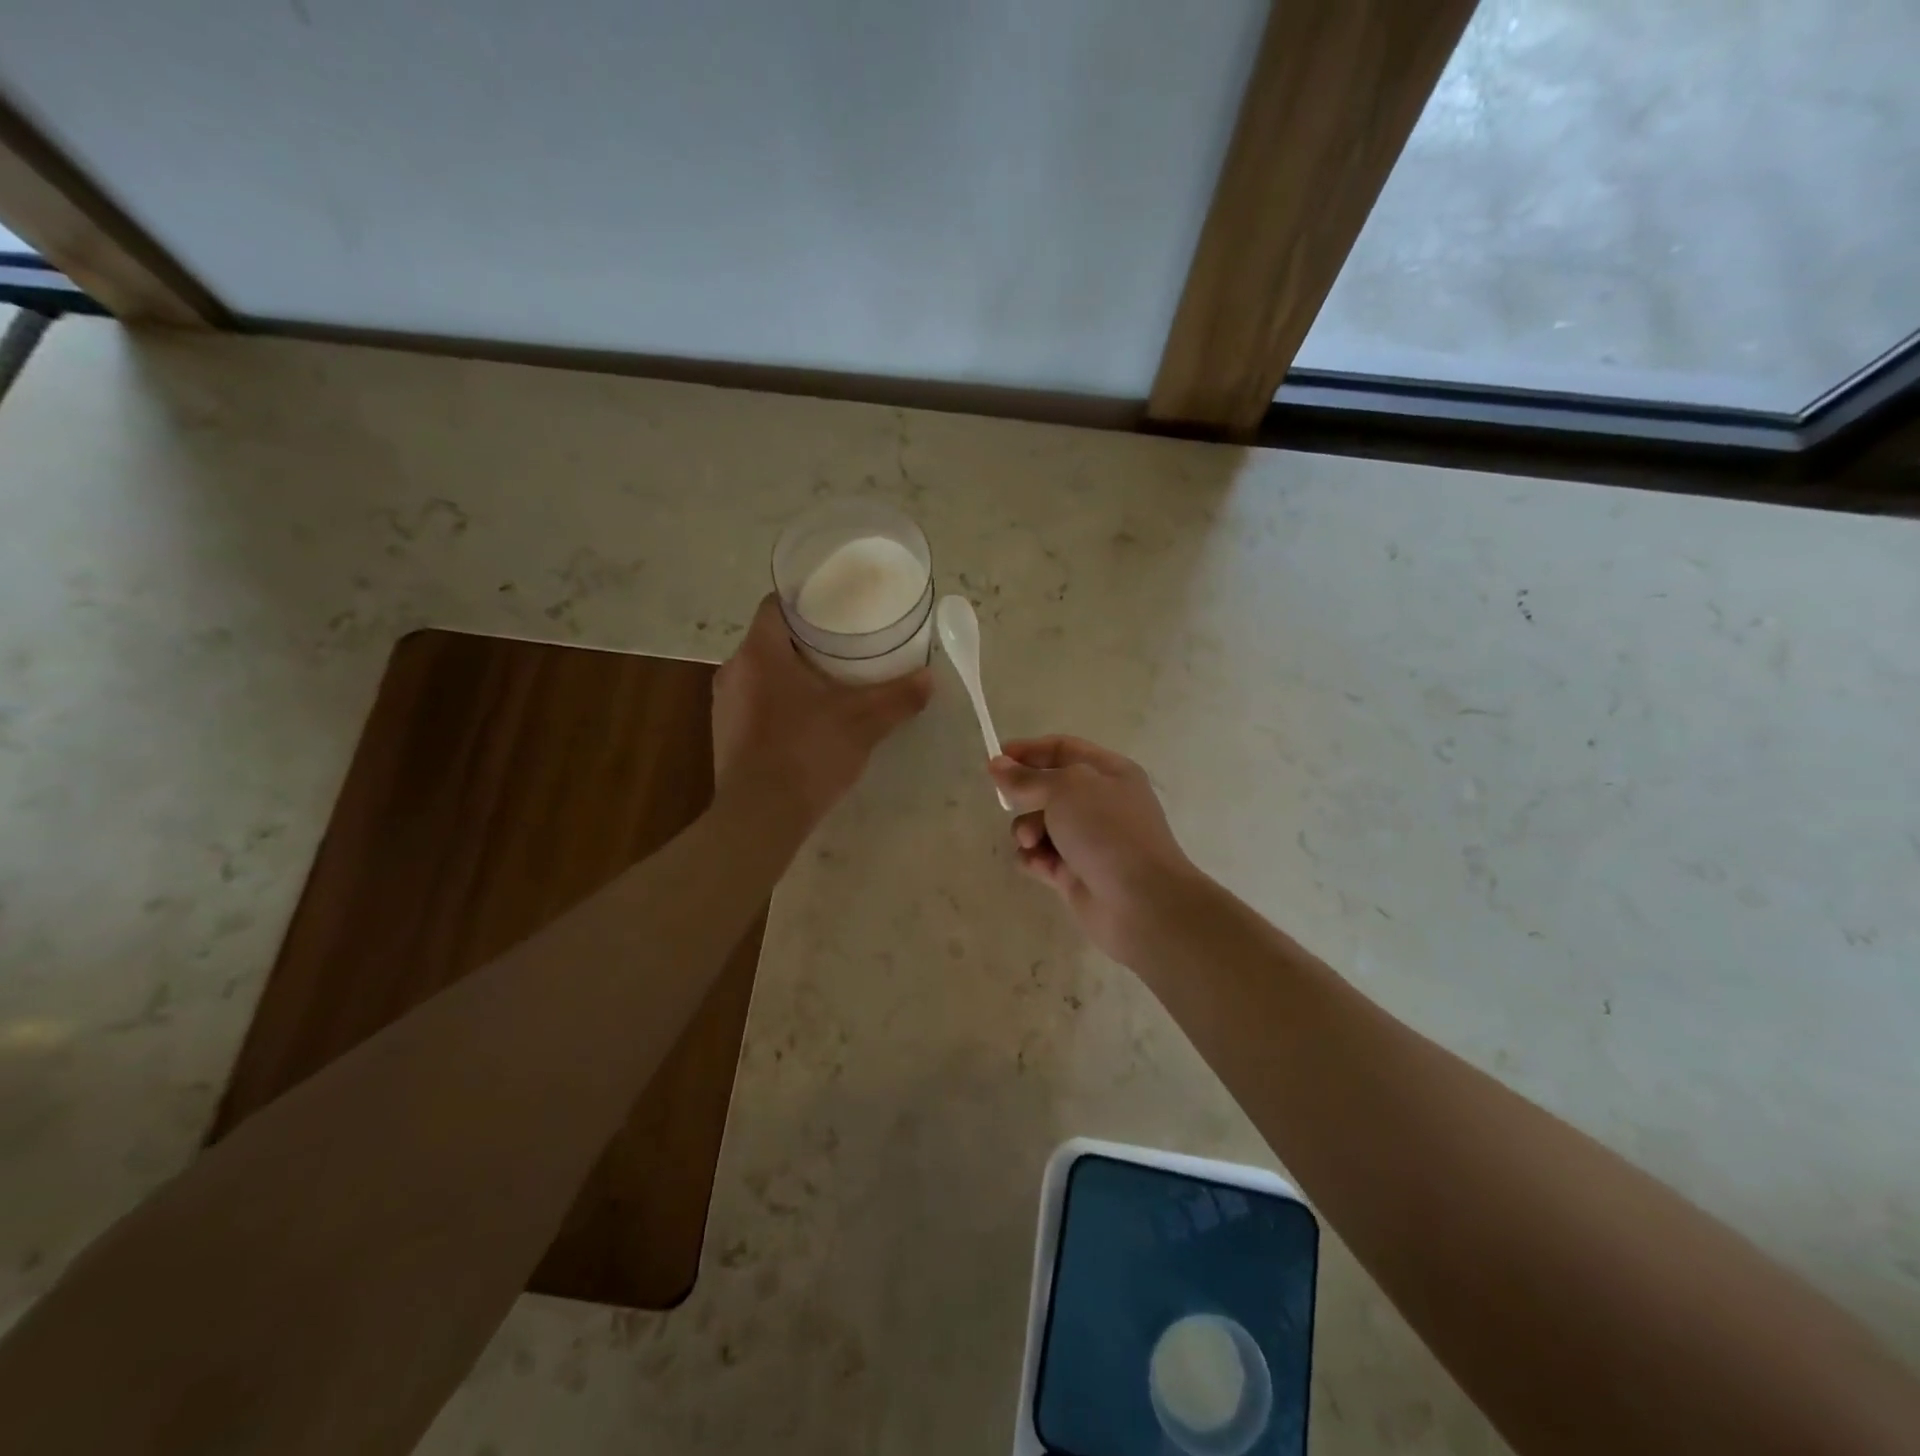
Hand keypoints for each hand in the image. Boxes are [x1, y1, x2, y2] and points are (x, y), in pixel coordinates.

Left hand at [712, 594, 931, 830]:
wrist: (760, 817)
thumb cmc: (807, 753)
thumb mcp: (862, 722)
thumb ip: (897, 697)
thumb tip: (930, 679)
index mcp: (760, 652)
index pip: (777, 604)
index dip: (806, 600)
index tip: (836, 607)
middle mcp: (734, 670)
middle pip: (771, 639)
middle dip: (806, 640)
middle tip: (844, 646)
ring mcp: (725, 705)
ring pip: (761, 672)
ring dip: (790, 673)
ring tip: (829, 681)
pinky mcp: (725, 734)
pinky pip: (754, 702)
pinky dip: (779, 701)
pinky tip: (806, 719)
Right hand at [988, 736, 1202, 963]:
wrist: (1141, 901)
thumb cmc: (1107, 830)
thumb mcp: (1065, 789)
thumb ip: (1027, 777)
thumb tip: (998, 765)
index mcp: (1109, 772)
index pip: (1062, 750)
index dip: (1029, 750)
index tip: (996, 758)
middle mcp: (1100, 803)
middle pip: (1048, 788)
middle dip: (1025, 795)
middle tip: (1007, 801)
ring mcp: (1087, 840)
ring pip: (1039, 825)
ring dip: (1026, 830)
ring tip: (1031, 841)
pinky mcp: (1074, 873)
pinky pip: (1041, 857)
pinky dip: (1034, 859)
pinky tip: (1039, 866)